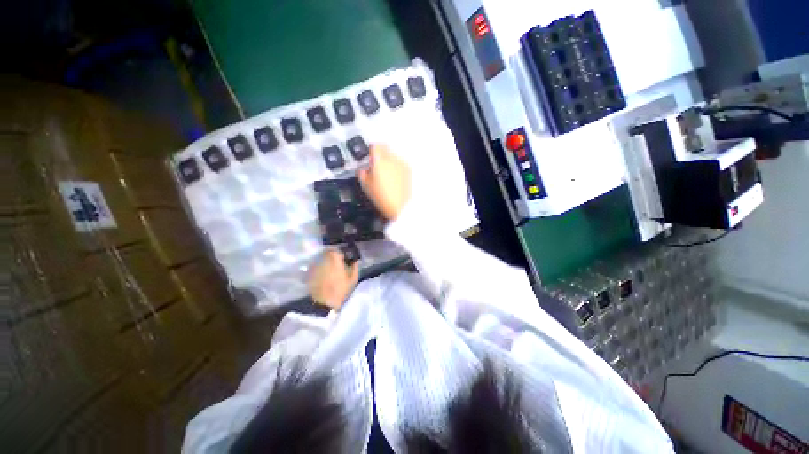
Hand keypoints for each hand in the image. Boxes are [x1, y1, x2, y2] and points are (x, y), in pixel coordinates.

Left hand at [308, 249, 359, 309]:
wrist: (325, 304)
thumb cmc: (341, 290)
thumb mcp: (353, 279)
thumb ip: (354, 267)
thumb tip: (355, 260)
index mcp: (334, 259)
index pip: (336, 249)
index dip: (340, 253)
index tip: (344, 258)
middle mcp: (323, 260)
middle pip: (327, 253)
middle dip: (332, 256)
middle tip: (337, 263)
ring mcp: (315, 267)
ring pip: (321, 260)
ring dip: (326, 263)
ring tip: (331, 270)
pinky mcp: (309, 274)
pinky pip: (316, 268)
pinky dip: (320, 269)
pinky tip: (324, 277)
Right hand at [358, 144, 411, 220]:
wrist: (400, 207)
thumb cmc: (381, 197)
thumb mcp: (365, 185)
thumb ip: (362, 172)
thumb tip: (363, 169)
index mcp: (380, 160)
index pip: (375, 146)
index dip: (371, 151)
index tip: (369, 157)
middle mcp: (392, 159)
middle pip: (385, 148)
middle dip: (380, 154)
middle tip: (376, 165)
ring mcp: (402, 164)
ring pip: (393, 155)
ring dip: (389, 161)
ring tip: (386, 174)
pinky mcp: (408, 170)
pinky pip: (400, 163)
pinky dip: (396, 167)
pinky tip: (394, 178)